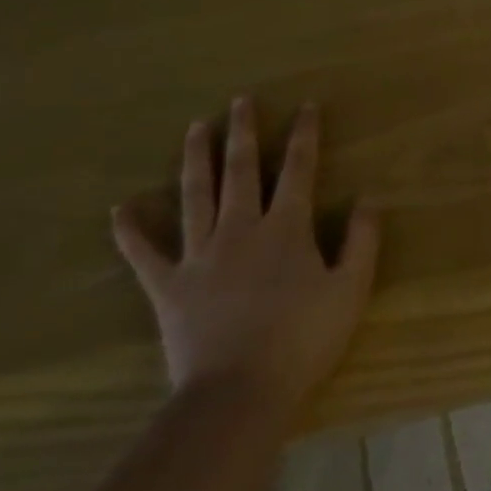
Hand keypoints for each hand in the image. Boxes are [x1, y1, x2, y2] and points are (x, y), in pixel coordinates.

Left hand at [111, 97, 378, 420]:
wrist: (240, 391)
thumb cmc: (304, 339)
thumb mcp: (351, 290)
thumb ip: (362, 241)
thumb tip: (369, 199)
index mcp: (286, 228)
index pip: (298, 169)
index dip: (304, 135)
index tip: (306, 106)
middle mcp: (240, 229)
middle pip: (241, 170)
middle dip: (243, 132)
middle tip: (240, 100)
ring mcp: (199, 255)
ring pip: (195, 195)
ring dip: (195, 158)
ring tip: (195, 127)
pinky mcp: (168, 286)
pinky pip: (143, 253)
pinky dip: (130, 230)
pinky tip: (121, 207)